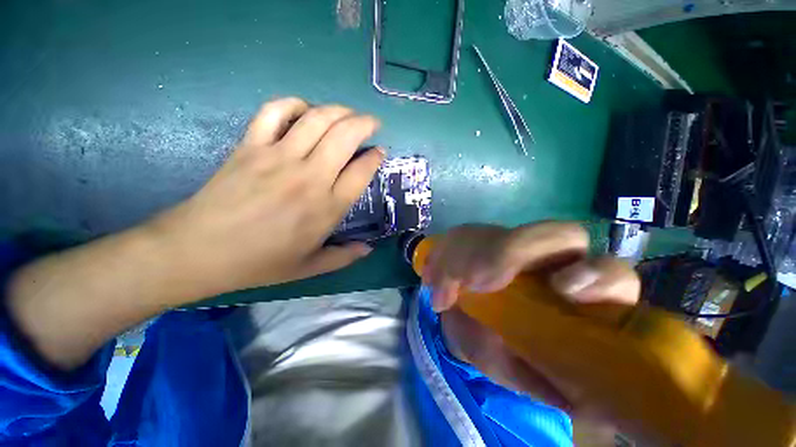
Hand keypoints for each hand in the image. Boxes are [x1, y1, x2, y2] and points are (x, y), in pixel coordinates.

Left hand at [149, 97, 384, 297]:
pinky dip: (294, 104)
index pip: (362, 171)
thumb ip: (344, 257)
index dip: (375, 157)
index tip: (380, 152)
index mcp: (327, 207)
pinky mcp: (251, 146)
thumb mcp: (310, 267)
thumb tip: (368, 248)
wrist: (200, 251)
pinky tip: (304, 110)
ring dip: (339, 110)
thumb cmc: (260, 262)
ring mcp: (279, 157)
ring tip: (348, 113)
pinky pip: (275, 112)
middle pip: (345, 136)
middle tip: (372, 124)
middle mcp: (310, 177)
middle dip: (365, 124)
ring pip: (317, 119)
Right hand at [422, 223, 639, 410]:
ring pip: (499, 232)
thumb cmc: (501, 351)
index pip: (608, 271)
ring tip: (438, 286)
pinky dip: (444, 253)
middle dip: (515, 250)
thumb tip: (583, 407)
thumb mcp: (520, 372)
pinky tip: (431, 274)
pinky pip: (464, 235)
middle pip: (558, 234)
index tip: (561, 289)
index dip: (593, 274)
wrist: (468, 323)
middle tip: (473, 281)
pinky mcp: (482, 240)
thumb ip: (544, 382)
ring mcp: (512, 246)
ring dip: (463, 256)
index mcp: (576, 295)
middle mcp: (548, 261)